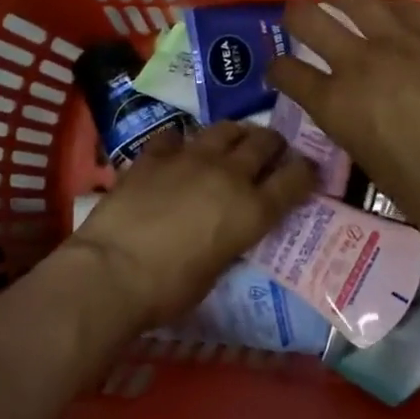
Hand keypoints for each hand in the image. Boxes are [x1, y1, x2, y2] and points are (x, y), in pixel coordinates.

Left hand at [65, 122, 314, 326]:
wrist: (113, 270)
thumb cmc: (170, 289)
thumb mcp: (217, 269)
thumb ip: (231, 238)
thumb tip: (229, 228)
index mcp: (253, 210)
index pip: (296, 178)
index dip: (306, 172)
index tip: (306, 172)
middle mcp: (229, 174)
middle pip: (264, 142)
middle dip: (272, 144)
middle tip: (269, 152)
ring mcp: (190, 157)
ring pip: (225, 129)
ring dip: (234, 135)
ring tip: (231, 143)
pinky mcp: (155, 153)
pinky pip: (175, 136)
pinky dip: (181, 143)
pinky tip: (176, 152)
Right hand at [266, 0, 419, 243]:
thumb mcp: (371, 164)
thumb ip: (356, 129)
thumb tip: (361, 116)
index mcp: (334, 105)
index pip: (287, 73)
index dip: (278, 69)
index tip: (280, 71)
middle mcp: (357, 63)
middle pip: (308, 19)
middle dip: (297, 16)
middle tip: (299, 18)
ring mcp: (399, 42)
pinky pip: (408, 6)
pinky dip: (391, 5)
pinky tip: (391, 6)